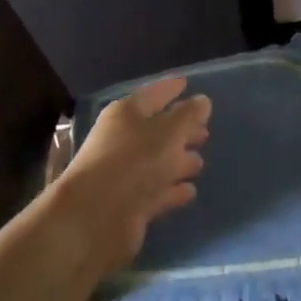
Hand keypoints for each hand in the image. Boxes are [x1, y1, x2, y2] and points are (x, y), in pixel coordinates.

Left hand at [53, 77, 211, 276]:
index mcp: (127, 115)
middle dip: (181, 130)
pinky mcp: (131, 203)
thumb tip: (202, 101)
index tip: (187, 83)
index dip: (171, 89)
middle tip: (205, 132)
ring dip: (179, 161)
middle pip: (157, 130)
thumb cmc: (133, 162)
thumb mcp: (168, 132)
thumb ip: (188, 116)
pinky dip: (173, 190)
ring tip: (199, 163)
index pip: (153, 95)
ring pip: (158, 162)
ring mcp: (126, 174)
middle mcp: (123, 140)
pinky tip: (189, 191)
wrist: (96, 217)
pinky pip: (158, 191)